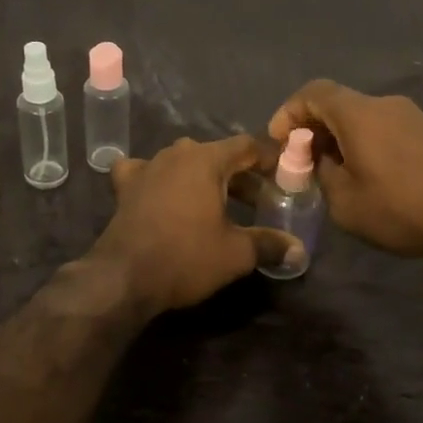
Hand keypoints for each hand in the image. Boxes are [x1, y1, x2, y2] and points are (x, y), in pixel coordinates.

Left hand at [91, 135, 302, 314]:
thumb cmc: (186, 257)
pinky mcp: (125, 186)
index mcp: (206, 159)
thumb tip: (298, 250)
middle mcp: (176, 154)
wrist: (123, 277)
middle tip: (258, 200)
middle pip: (216, 154)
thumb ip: (269, 244)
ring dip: (203, 177)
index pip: (246, 145)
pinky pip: (146, 172)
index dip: (268, 158)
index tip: (283, 174)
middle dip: (239, 174)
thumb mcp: (236, 253)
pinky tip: (160, 192)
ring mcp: (147, 167)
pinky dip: (158, 179)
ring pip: (183, 162)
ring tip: (218, 202)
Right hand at [268, 80, 422, 256]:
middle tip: (304, 161)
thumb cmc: (401, 206)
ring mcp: (412, 116)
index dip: (290, 112)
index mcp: (358, 113)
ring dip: (342, 138)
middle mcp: (384, 104)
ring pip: (363, 118)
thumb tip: (321, 160)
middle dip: (314, 129)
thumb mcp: (345, 202)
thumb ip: (323, 174)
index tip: (280, 141)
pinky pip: (386, 129)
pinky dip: (367, 143)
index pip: (313, 92)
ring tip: (336, 172)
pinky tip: (370, 175)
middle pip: (339, 104)